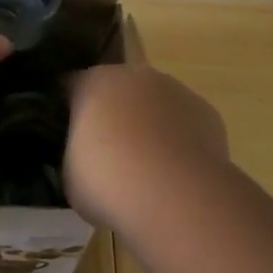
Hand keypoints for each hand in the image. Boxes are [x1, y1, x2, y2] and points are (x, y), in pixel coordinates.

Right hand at [63, 64, 229, 229]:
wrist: (173, 196)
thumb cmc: (107, 182)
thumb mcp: (68, 172)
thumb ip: (73, 152)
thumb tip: (83, 155)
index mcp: (93, 83)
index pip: (71, 86)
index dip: (67, 111)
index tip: (65, 136)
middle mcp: (135, 76)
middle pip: (117, 90)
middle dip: (112, 114)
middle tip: (105, 154)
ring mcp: (176, 91)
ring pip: (154, 104)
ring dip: (147, 125)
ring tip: (145, 168)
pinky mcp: (207, 113)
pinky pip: (183, 123)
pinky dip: (177, 140)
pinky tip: (174, 172)